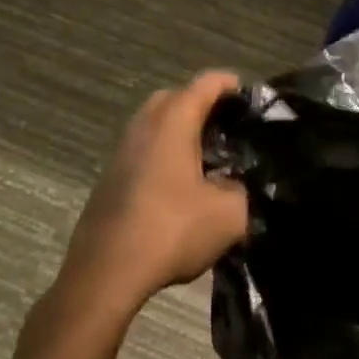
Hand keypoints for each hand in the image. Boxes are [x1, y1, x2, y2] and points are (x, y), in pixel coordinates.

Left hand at [60, 71, 248, 313]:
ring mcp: (122, 149)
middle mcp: (145, 124)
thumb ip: (242, 189)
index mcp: (174, 121)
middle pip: (177, 97)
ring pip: (156, 123)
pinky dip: (164, 154)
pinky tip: (180, 186)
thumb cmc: (171, 231)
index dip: (234, 86)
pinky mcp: (109, 176)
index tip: (253, 103)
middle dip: (203, 105)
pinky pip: (144, 148)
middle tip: (228, 129)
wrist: (105, 275)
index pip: (208, 83)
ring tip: (208, 159)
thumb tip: (237, 184)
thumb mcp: (230, 214)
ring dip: (181, 132)